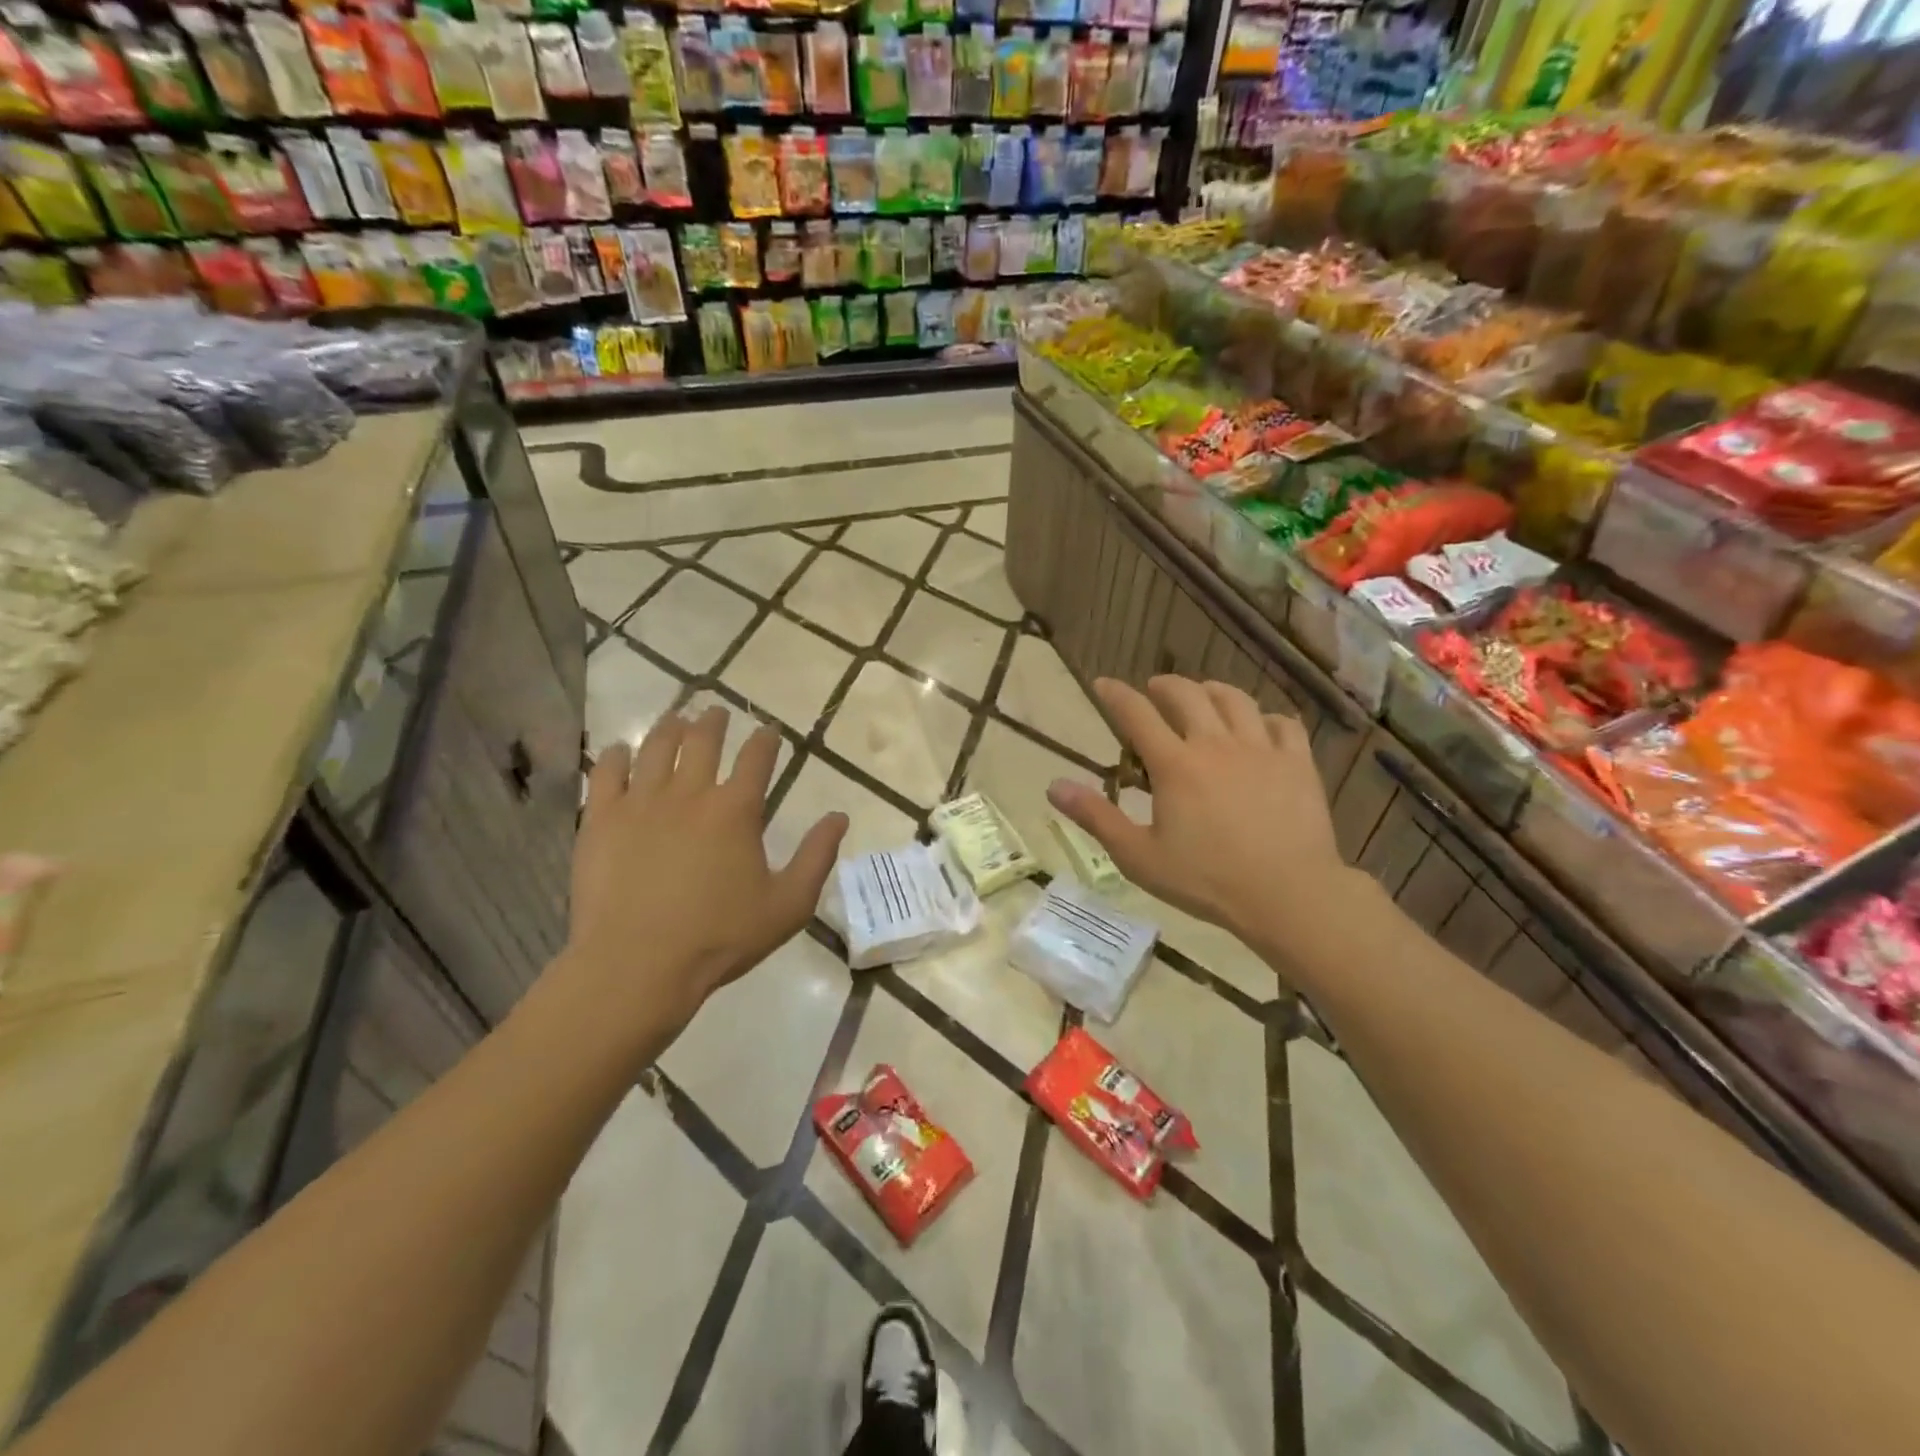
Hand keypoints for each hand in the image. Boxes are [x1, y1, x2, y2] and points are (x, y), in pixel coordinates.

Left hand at [564, 707, 847, 1040]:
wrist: (637, 965)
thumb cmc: (720, 938)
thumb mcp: (788, 905)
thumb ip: (817, 856)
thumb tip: (839, 817)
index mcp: (736, 810)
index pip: (756, 758)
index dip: (766, 739)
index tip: (769, 730)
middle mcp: (690, 793)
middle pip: (703, 740)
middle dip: (714, 722)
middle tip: (717, 713)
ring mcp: (641, 802)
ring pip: (656, 747)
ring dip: (670, 727)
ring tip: (676, 718)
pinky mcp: (601, 819)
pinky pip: (606, 772)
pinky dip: (615, 755)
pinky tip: (619, 750)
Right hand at [1046, 676, 1360, 951]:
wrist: (1288, 895)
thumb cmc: (1206, 880)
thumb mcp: (1139, 856)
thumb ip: (1096, 817)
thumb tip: (1054, 785)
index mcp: (1175, 765)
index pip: (1137, 714)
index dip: (1115, 694)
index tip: (1102, 684)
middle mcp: (1215, 744)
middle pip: (1187, 695)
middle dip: (1164, 685)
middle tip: (1154, 690)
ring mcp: (1261, 749)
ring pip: (1235, 699)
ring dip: (1212, 691)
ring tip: (1203, 695)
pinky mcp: (1297, 763)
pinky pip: (1282, 723)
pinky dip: (1265, 717)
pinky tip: (1259, 727)